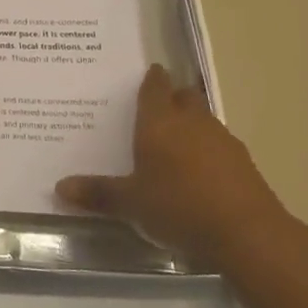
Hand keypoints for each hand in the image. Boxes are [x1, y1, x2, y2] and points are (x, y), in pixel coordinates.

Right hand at [55, 64, 292, 266]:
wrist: (248, 234)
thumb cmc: (179, 207)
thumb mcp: (131, 203)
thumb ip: (98, 193)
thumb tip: (59, 187)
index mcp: (159, 122)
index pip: (154, 87)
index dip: (151, 79)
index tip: (148, 73)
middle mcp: (191, 122)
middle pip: (183, 97)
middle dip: (173, 97)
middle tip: (156, 108)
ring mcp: (223, 141)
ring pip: (204, 120)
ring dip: (192, 125)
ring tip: (176, 142)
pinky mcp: (244, 164)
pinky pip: (220, 146)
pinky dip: (209, 151)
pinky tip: (201, 173)